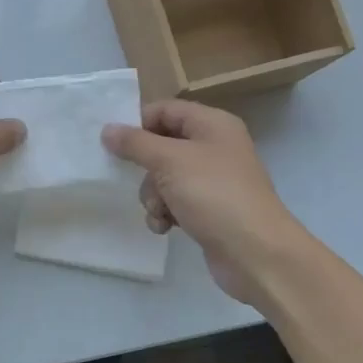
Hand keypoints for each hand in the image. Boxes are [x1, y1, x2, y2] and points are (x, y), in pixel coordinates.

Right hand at [102, 100, 300, 304]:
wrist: (255, 252)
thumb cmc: (213, 195)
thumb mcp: (169, 161)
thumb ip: (135, 143)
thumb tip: (108, 129)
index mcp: (212, 124)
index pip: (165, 110)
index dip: (138, 124)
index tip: (115, 145)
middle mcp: (215, 147)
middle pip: (162, 145)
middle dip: (146, 169)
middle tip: (141, 182)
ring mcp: (213, 180)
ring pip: (165, 177)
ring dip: (154, 196)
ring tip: (160, 212)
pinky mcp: (210, 209)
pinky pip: (176, 202)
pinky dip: (166, 213)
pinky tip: (165, 227)